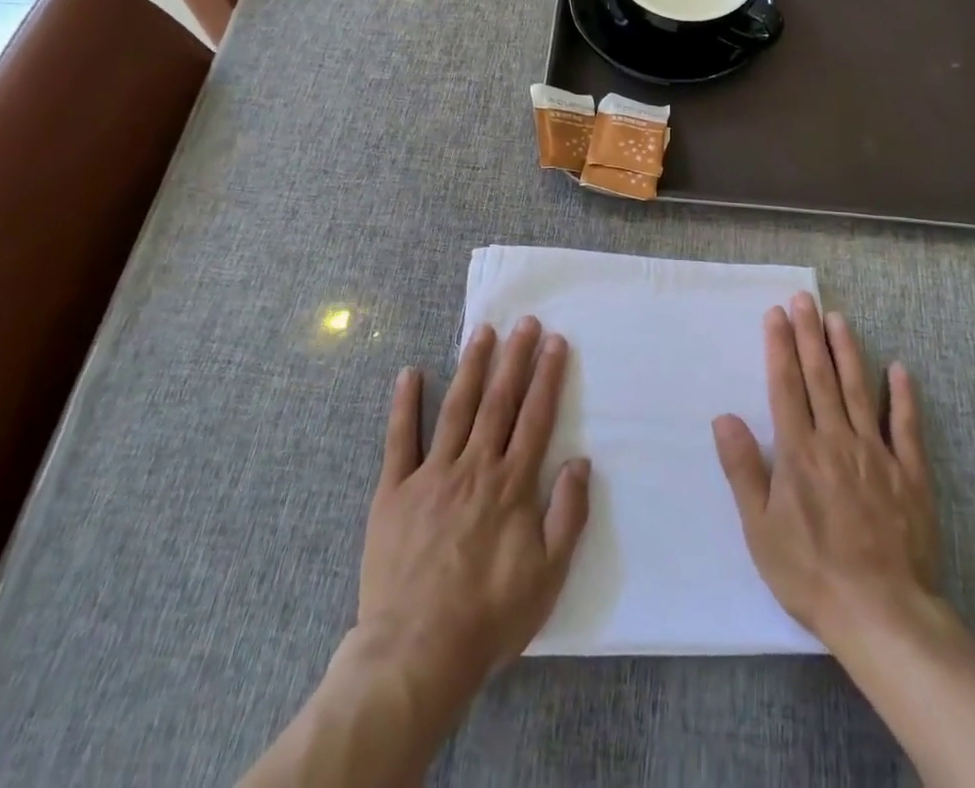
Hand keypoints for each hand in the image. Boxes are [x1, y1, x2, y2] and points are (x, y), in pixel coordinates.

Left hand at [359, 317, 590, 691]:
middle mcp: (474, 467)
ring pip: (456, 408)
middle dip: (514, 357)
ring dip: (472, 367)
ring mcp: (431, 475)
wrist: (416, 653)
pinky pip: (399, 439)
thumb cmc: (489, 616)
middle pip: (499, 401)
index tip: (555, 341)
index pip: (535, 417)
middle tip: (524, 321)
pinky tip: (410, 372)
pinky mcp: (394, 491)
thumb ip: (568, 515)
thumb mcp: (548, 576)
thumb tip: (581, 462)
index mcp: (511, 485)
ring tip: (482, 332)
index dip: (547, 376)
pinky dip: (404, 403)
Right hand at [712, 293, 939, 647]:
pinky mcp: (909, 474)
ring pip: (859, 390)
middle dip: (809, 334)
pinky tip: (898, 368)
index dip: (779, 346)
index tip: (776, 314)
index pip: (785, 385)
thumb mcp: (760, 529)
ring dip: (847, 351)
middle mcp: (836, 440)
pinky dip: (902, 396)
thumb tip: (723, 417)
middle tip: (805, 298)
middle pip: (820, 377)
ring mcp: (876, 454)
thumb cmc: (811, 573)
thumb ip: (743, 469)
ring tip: (838, 318)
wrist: (882, 614)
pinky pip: (906, 427)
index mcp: (799, 451)